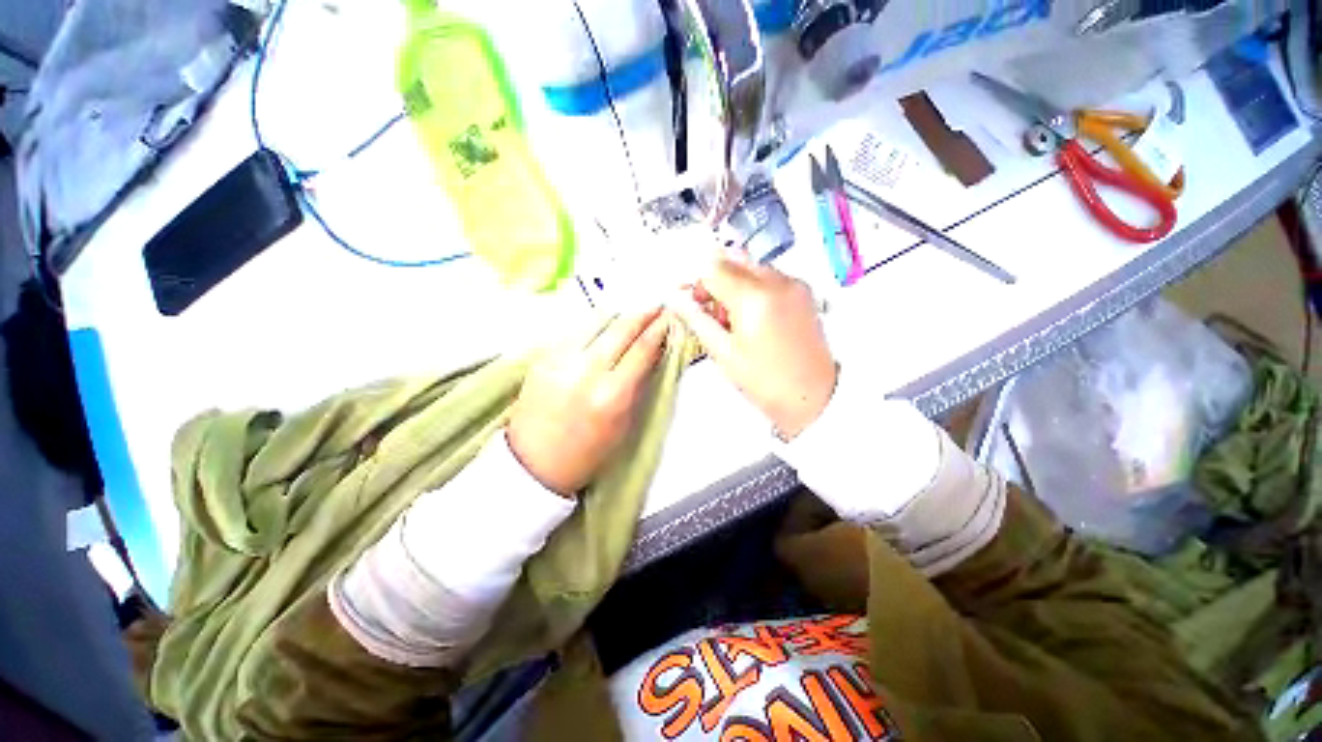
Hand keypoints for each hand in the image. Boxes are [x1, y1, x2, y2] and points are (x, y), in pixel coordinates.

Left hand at [507, 309, 670, 495]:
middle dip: (642, 314)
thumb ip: (637, 385)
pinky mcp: (542, 357)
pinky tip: (604, 325)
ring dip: (619, 315)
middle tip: (656, 305)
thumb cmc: (587, 453)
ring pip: (596, 322)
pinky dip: (594, 325)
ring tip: (633, 311)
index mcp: (611, 394)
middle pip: (620, 329)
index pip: (642, 349)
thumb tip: (651, 353)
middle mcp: (586, 371)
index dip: (658, 330)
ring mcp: (560, 360)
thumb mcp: (623, 424)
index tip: (669, 317)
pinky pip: (575, 331)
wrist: (533, 464)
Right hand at [673, 255, 836, 439]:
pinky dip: (753, 288)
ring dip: (734, 284)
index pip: (714, 268)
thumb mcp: (724, 353)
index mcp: (755, 297)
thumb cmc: (764, 381)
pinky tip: (753, 316)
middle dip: (715, 281)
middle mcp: (777, 280)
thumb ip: (698, 320)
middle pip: (733, 261)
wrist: (814, 396)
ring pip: (751, 267)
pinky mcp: (803, 291)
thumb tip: (677, 299)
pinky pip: (769, 277)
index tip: (691, 301)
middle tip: (711, 312)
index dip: (696, 282)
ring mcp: (794, 283)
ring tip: (734, 320)